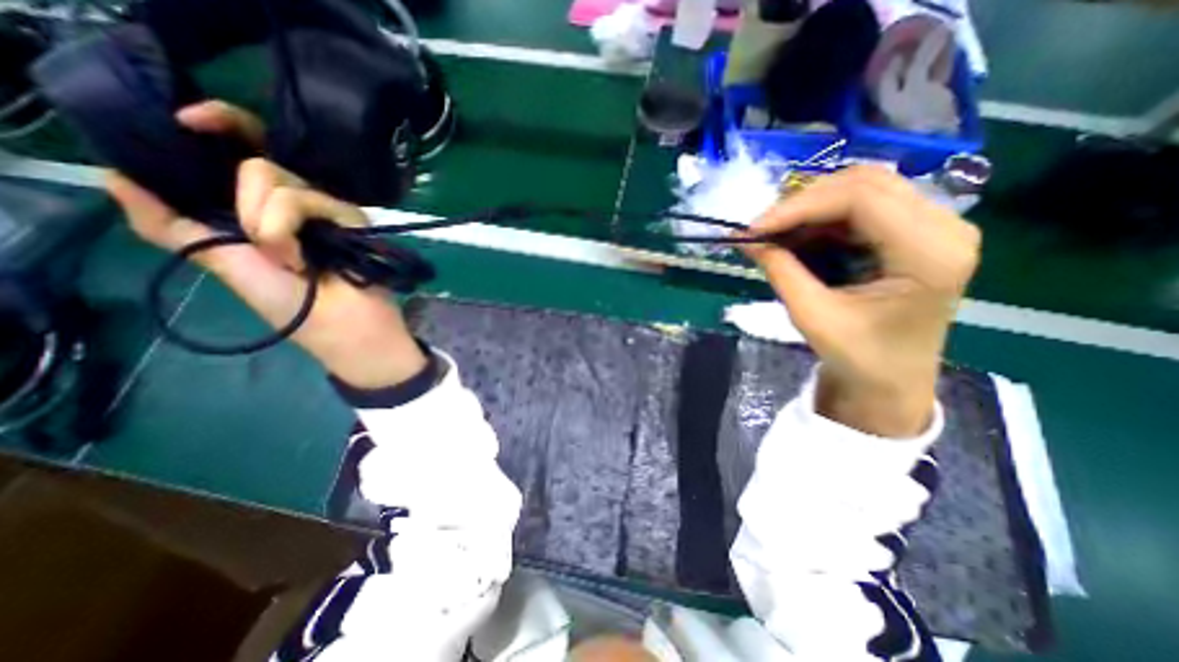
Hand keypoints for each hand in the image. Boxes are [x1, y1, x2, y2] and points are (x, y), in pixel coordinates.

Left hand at [105, 97, 427, 386]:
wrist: (339, 325)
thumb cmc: (287, 302)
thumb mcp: (220, 263)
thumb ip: (172, 225)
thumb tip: (114, 176)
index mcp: (263, 206)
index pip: (247, 150)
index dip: (223, 124)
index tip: (189, 122)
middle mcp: (296, 201)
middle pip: (255, 163)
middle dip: (244, 206)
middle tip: (264, 248)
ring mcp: (326, 208)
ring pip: (274, 178)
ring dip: (267, 224)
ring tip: (292, 261)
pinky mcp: (350, 216)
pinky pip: (305, 199)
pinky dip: (289, 228)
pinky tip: (308, 257)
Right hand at [738, 166, 980, 438]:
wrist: (890, 379)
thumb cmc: (858, 356)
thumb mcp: (812, 316)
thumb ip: (780, 272)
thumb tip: (746, 239)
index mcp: (929, 253)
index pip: (861, 197)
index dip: (799, 206)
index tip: (754, 228)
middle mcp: (944, 226)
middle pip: (864, 182)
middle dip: (802, 203)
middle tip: (761, 229)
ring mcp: (933, 225)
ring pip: (861, 188)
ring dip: (810, 208)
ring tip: (774, 234)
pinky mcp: (914, 231)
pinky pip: (861, 205)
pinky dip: (821, 218)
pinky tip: (797, 238)